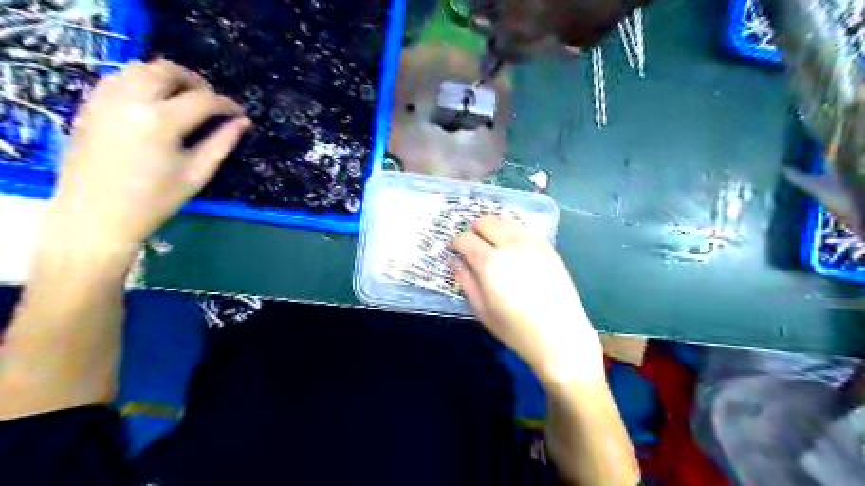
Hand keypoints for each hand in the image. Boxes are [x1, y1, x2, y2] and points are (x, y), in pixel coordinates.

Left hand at [44, 57, 248, 257]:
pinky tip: (155, 104)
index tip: (240, 114)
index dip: (227, 104)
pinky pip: (119, 77)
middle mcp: (130, 100)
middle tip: (212, 102)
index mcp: (161, 121)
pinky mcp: (90, 104)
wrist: (96, 214)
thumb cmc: (155, 200)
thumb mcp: (196, 173)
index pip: (203, 99)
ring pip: (140, 68)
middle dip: (196, 82)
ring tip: (184, 100)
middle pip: (167, 70)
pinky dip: (143, 82)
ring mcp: (105, 99)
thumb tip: (243, 122)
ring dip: (168, 78)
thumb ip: (222, 143)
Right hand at [454, 216, 602, 383]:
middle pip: (484, 221)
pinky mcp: (547, 246)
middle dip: (473, 231)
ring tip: (493, 247)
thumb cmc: (515, 328)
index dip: (456, 244)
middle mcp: (509, 244)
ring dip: (493, 229)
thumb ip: (465, 280)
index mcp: (489, 262)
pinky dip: (512, 233)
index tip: (456, 252)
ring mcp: (531, 242)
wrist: (560, 336)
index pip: (464, 238)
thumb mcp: (481, 309)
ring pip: (505, 220)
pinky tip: (514, 251)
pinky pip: (523, 229)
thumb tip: (454, 261)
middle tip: (473, 248)